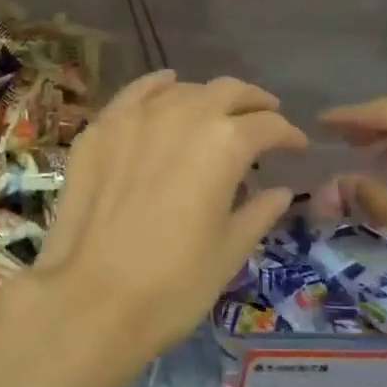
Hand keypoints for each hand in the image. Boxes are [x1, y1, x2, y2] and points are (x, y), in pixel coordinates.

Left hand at [9, 71, 306, 386]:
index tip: (296, 147)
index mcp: (224, 143)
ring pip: (181, 89)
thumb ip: (259, 211)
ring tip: (215, 114)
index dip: (287, 135)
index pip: (267, 125)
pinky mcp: (98, 129)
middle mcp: (181, 115)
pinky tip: (167, 87)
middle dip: (252, 103)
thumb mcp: (229, 251)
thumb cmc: (173, 284)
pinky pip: (135, 94)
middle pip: (226, 91)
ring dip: (206, 97)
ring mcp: (134, 117)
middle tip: (264, 118)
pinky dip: (158, 87)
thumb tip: (281, 191)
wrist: (90, 298)